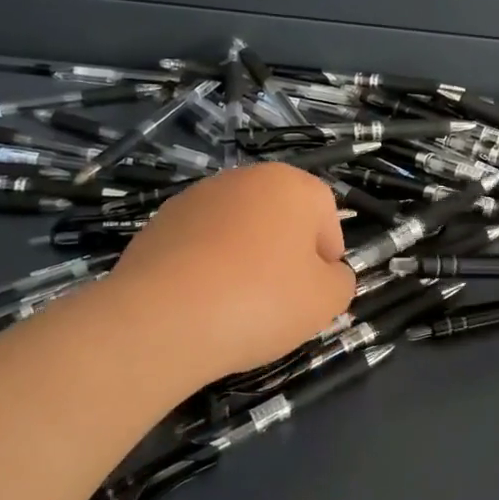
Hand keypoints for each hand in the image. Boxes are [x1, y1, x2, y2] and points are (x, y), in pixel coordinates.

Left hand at [104, 163, 354, 387]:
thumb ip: (341, 281)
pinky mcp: (157, 225)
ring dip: (245, 260)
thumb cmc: (261, 300)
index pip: (326, 214)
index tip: (315, 291)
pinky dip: (206, 269)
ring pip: (238, 231)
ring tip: (236, 307)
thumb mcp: (326, 301)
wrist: (161, 320)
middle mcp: (243, 179)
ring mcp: (195, 199)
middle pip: (280, 218)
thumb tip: (328, 274)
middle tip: (281, 300)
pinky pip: (199, 247)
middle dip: (285, 254)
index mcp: (291, 185)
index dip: (327, 256)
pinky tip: (201, 304)